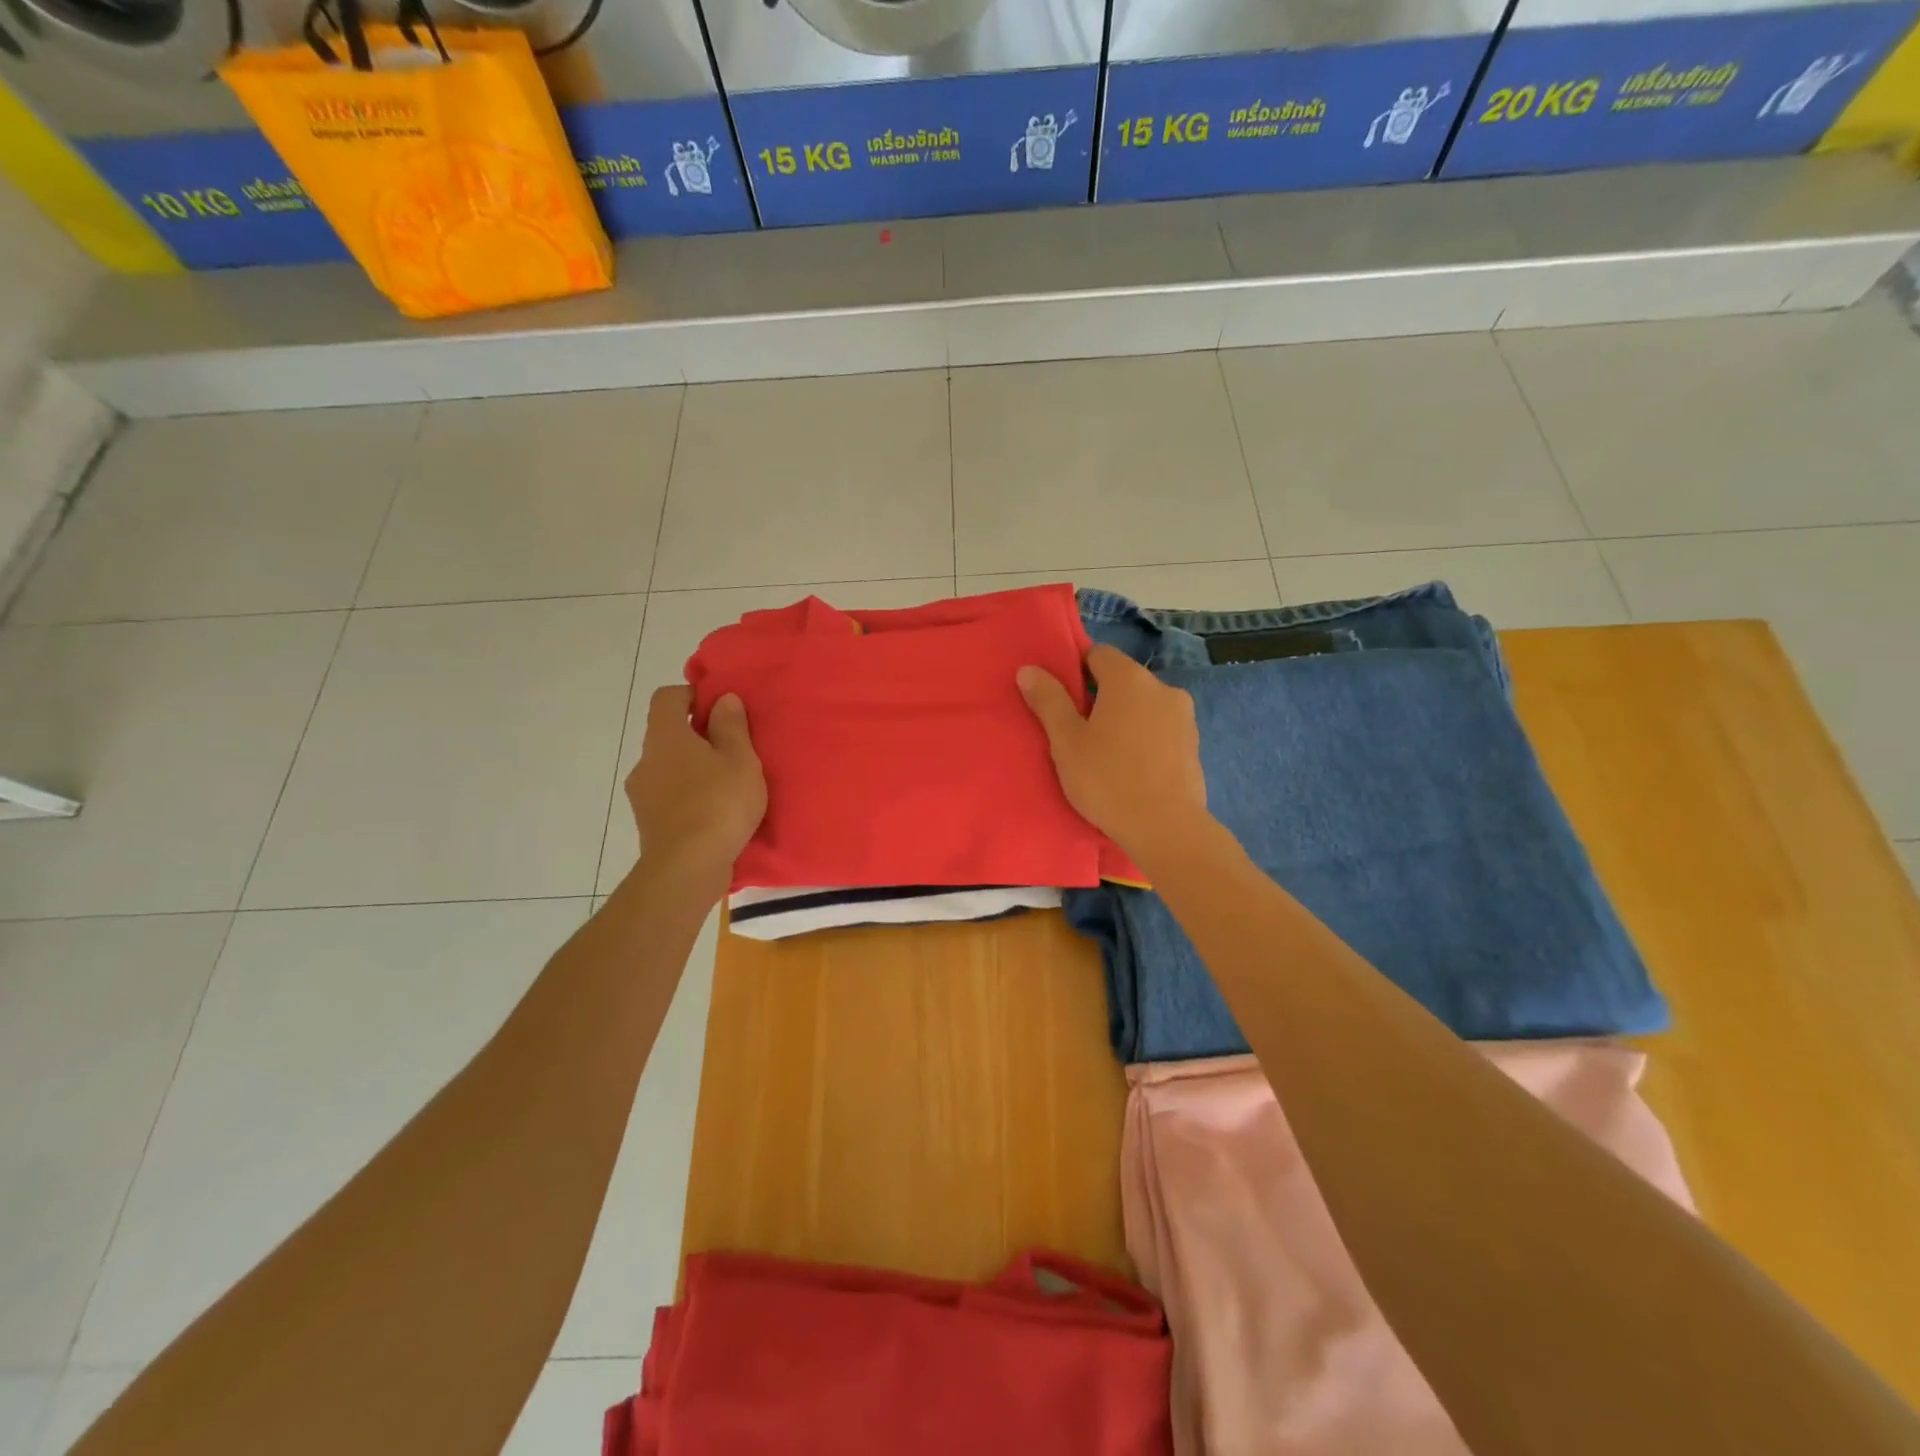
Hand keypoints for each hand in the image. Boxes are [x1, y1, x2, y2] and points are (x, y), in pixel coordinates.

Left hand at [625, 686, 765, 888]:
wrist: (687, 869)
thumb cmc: (718, 805)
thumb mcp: (740, 760)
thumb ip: (732, 727)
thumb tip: (723, 699)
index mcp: (666, 736)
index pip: (667, 697)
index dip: (692, 695)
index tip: (720, 709)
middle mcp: (646, 760)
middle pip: (668, 734)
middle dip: (697, 736)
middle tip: (732, 750)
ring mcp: (642, 794)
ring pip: (668, 768)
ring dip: (693, 769)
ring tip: (727, 786)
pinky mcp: (648, 823)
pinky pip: (669, 797)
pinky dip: (689, 797)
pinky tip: (715, 814)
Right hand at [1017, 644, 1207, 860]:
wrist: (1165, 827)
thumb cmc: (1107, 779)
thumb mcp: (1066, 741)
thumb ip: (1048, 700)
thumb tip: (1028, 669)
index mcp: (1129, 679)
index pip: (1099, 654)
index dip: (1077, 671)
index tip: (1064, 701)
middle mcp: (1163, 687)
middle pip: (1124, 680)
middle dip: (1102, 698)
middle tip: (1080, 733)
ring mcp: (1184, 717)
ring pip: (1145, 706)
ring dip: (1127, 719)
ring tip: (1108, 755)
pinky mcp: (1195, 745)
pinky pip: (1162, 730)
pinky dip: (1147, 739)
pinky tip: (1134, 769)